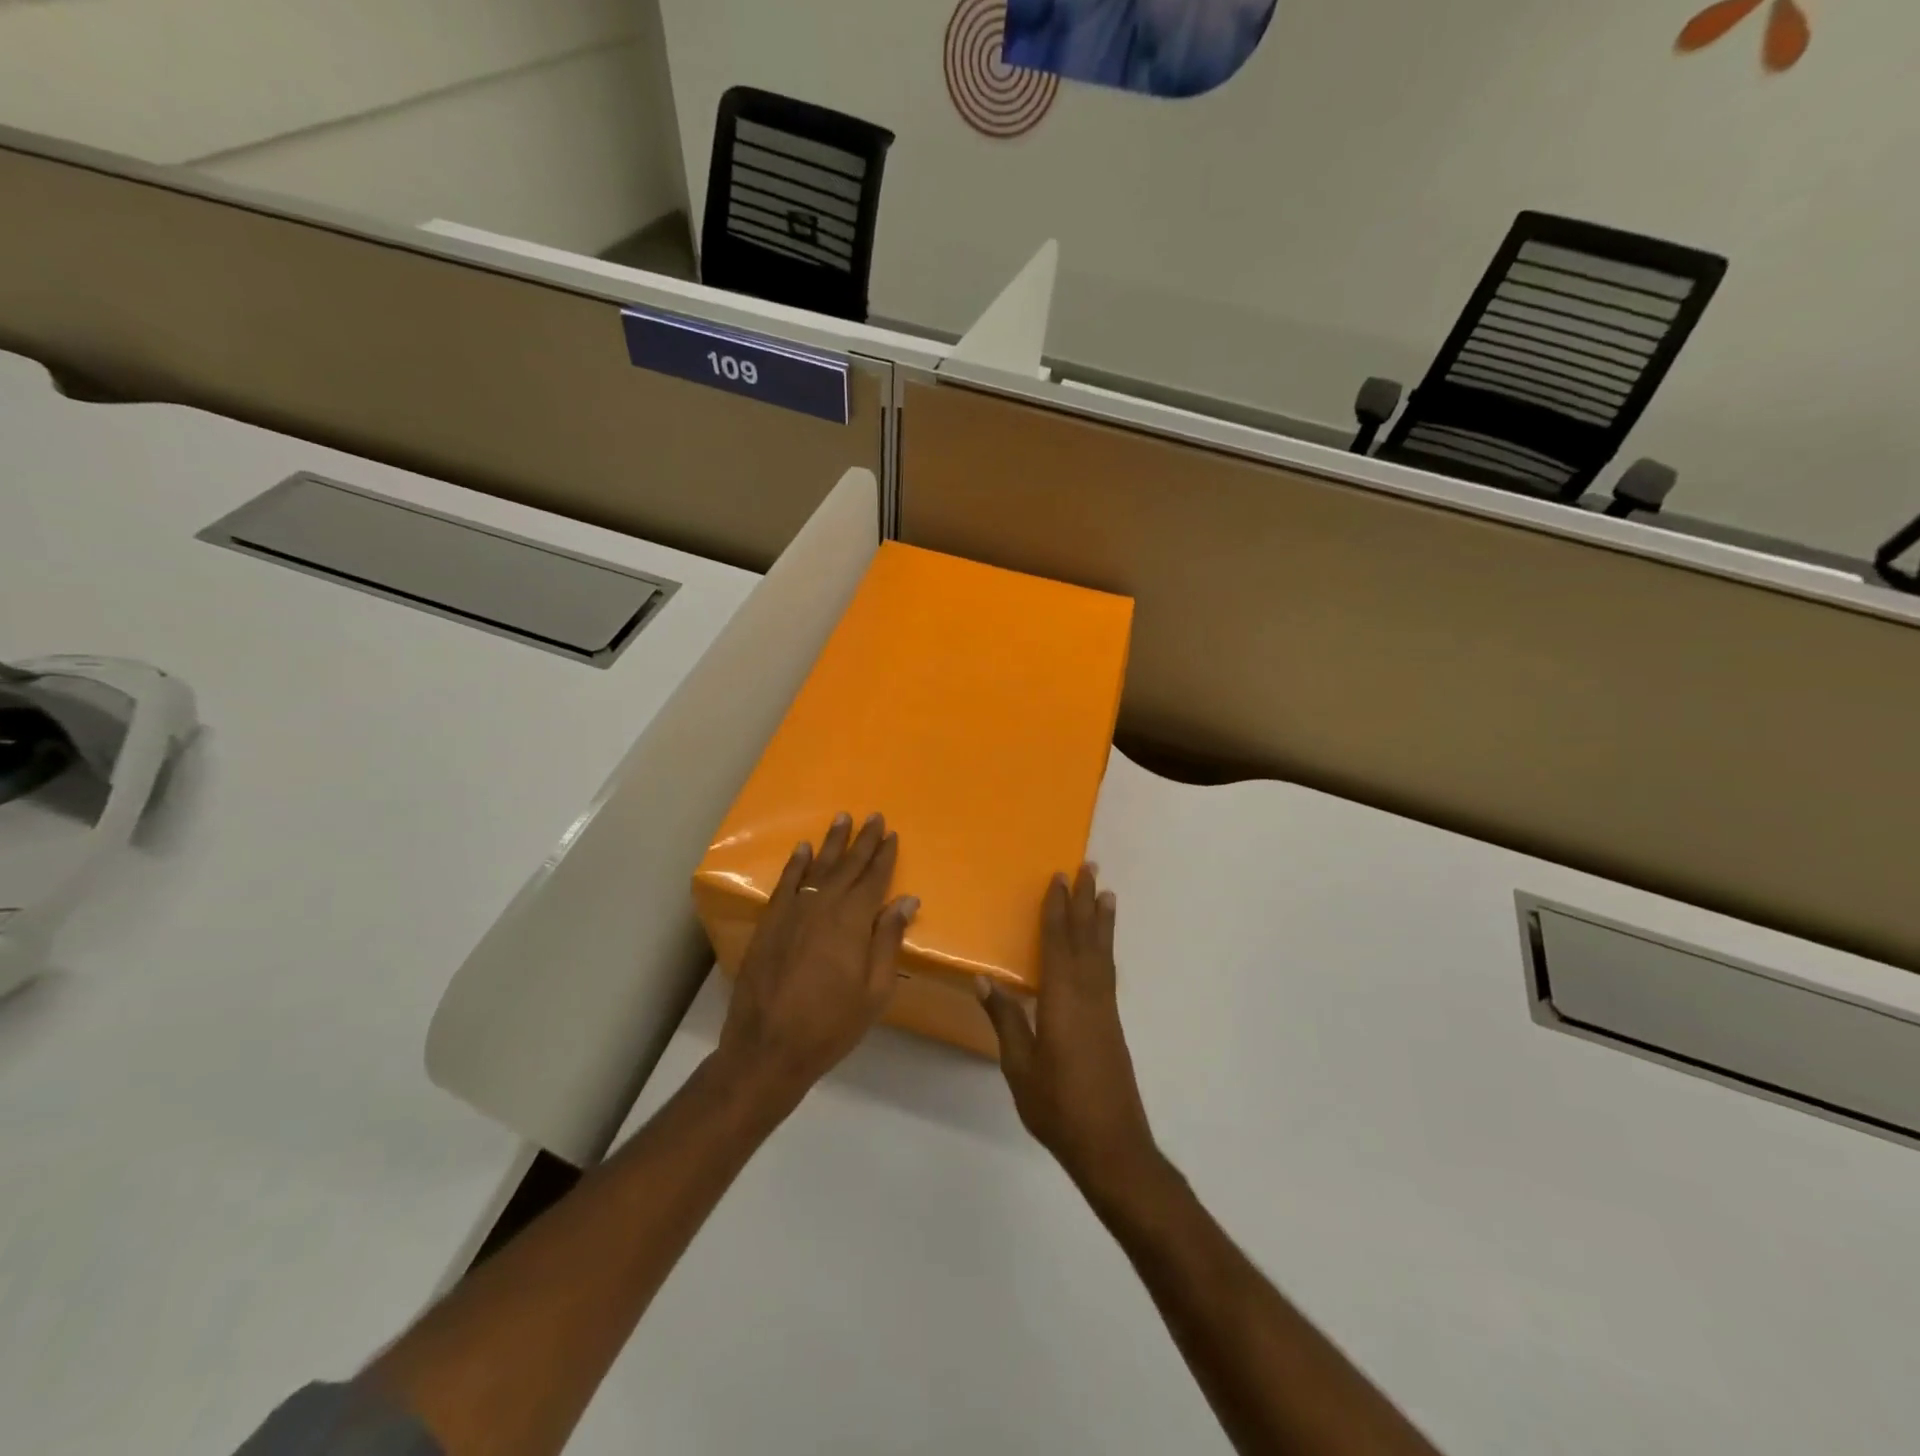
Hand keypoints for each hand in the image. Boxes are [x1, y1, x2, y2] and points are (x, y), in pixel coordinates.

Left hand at [715, 812, 918, 1114]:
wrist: (768, 1048)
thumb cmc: (831, 1025)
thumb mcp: (875, 990)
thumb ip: (888, 940)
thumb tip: (907, 900)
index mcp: (852, 922)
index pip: (873, 879)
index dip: (884, 856)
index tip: (892, 834)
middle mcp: (823, 907)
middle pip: (847, 867)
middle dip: (863, 841)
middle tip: (874, 817)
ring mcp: (792, 913)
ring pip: (817, 869)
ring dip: (831, 843)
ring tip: (842, 819)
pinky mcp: (769, 924)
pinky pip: (786, 884)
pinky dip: (796, 865)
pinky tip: (803, 849)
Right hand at [979, 865, 1160, 1199]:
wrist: (1111, 1144)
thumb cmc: (1058, 1106)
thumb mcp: (1019, 1065)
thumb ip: (1006, 1019)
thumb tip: (984, 978)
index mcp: (1062, 1000)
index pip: (1058, 942)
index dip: (1057, 909)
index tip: (1058, 878)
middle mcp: (1088, 995)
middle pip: (1086, 938)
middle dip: (1085, 901)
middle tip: (1088, 867)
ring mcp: (1105, 1009)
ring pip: (1102, 952)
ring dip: (1101, 920)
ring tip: (1105, 893)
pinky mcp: (1112, 1023)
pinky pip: (1107, 970)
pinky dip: (1105, 947)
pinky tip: (1103, 947)